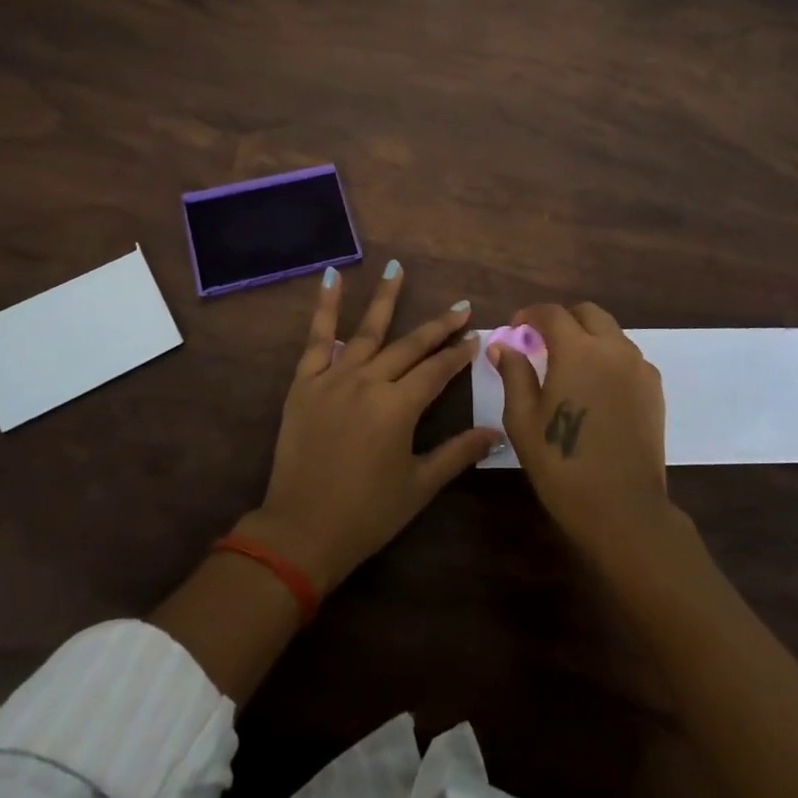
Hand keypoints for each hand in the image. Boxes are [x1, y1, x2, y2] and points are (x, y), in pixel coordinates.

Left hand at [238, 261, 500, 594]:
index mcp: (398, 407)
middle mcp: (369, 382)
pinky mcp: (305, 382)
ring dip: (386, 298)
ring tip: (397, 267)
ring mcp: (334, 378)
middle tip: (460, 306)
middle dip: (438, 326)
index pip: (437, 370)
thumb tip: (496, 432)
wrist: (301, 530)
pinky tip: (333, 277)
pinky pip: (317, 338)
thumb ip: (458, 453)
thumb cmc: (367, 514)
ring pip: (367, 330)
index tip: (476, 336)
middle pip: (410, 345)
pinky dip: (325, 307)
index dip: (458, 354)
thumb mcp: (419, 486)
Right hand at [492, 302, 674, 557]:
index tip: (516, 329)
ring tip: (569, 367)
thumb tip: (503, 345)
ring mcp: (639, 368)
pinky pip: (628, 357)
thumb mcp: (523, 420)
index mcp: (577, 351)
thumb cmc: (562, 464)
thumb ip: (514, 374)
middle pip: (588, 313)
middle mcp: (613, 349)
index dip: (530, 315)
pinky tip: (596, 388)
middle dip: (563, 319)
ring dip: (588, 337)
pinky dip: (609, 358)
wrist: (623, 509)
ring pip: (611, 333)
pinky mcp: (654, 390)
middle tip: (542, 342)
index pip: (552, 313)